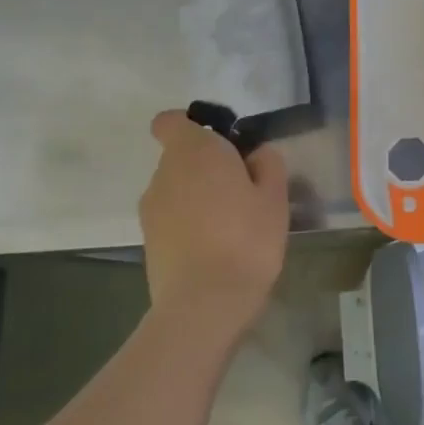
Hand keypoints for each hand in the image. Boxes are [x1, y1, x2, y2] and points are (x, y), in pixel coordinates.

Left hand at [138, 110, 289, 340]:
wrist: (204, 303)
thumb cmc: (246, 238)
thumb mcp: (275, 196)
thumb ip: (268, 164)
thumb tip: (256, 154)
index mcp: (194, 151)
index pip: (171, 121)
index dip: (193, 126)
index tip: (223, 145)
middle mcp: (164, 173)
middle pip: (181, 156)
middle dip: (207, 166)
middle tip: (243, 190)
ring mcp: (151, 208)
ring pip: (177, 188)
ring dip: (199, 196)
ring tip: (231, 224)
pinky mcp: (148, 240)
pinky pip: (172, 217)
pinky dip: (189, 223)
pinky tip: (215, 247)